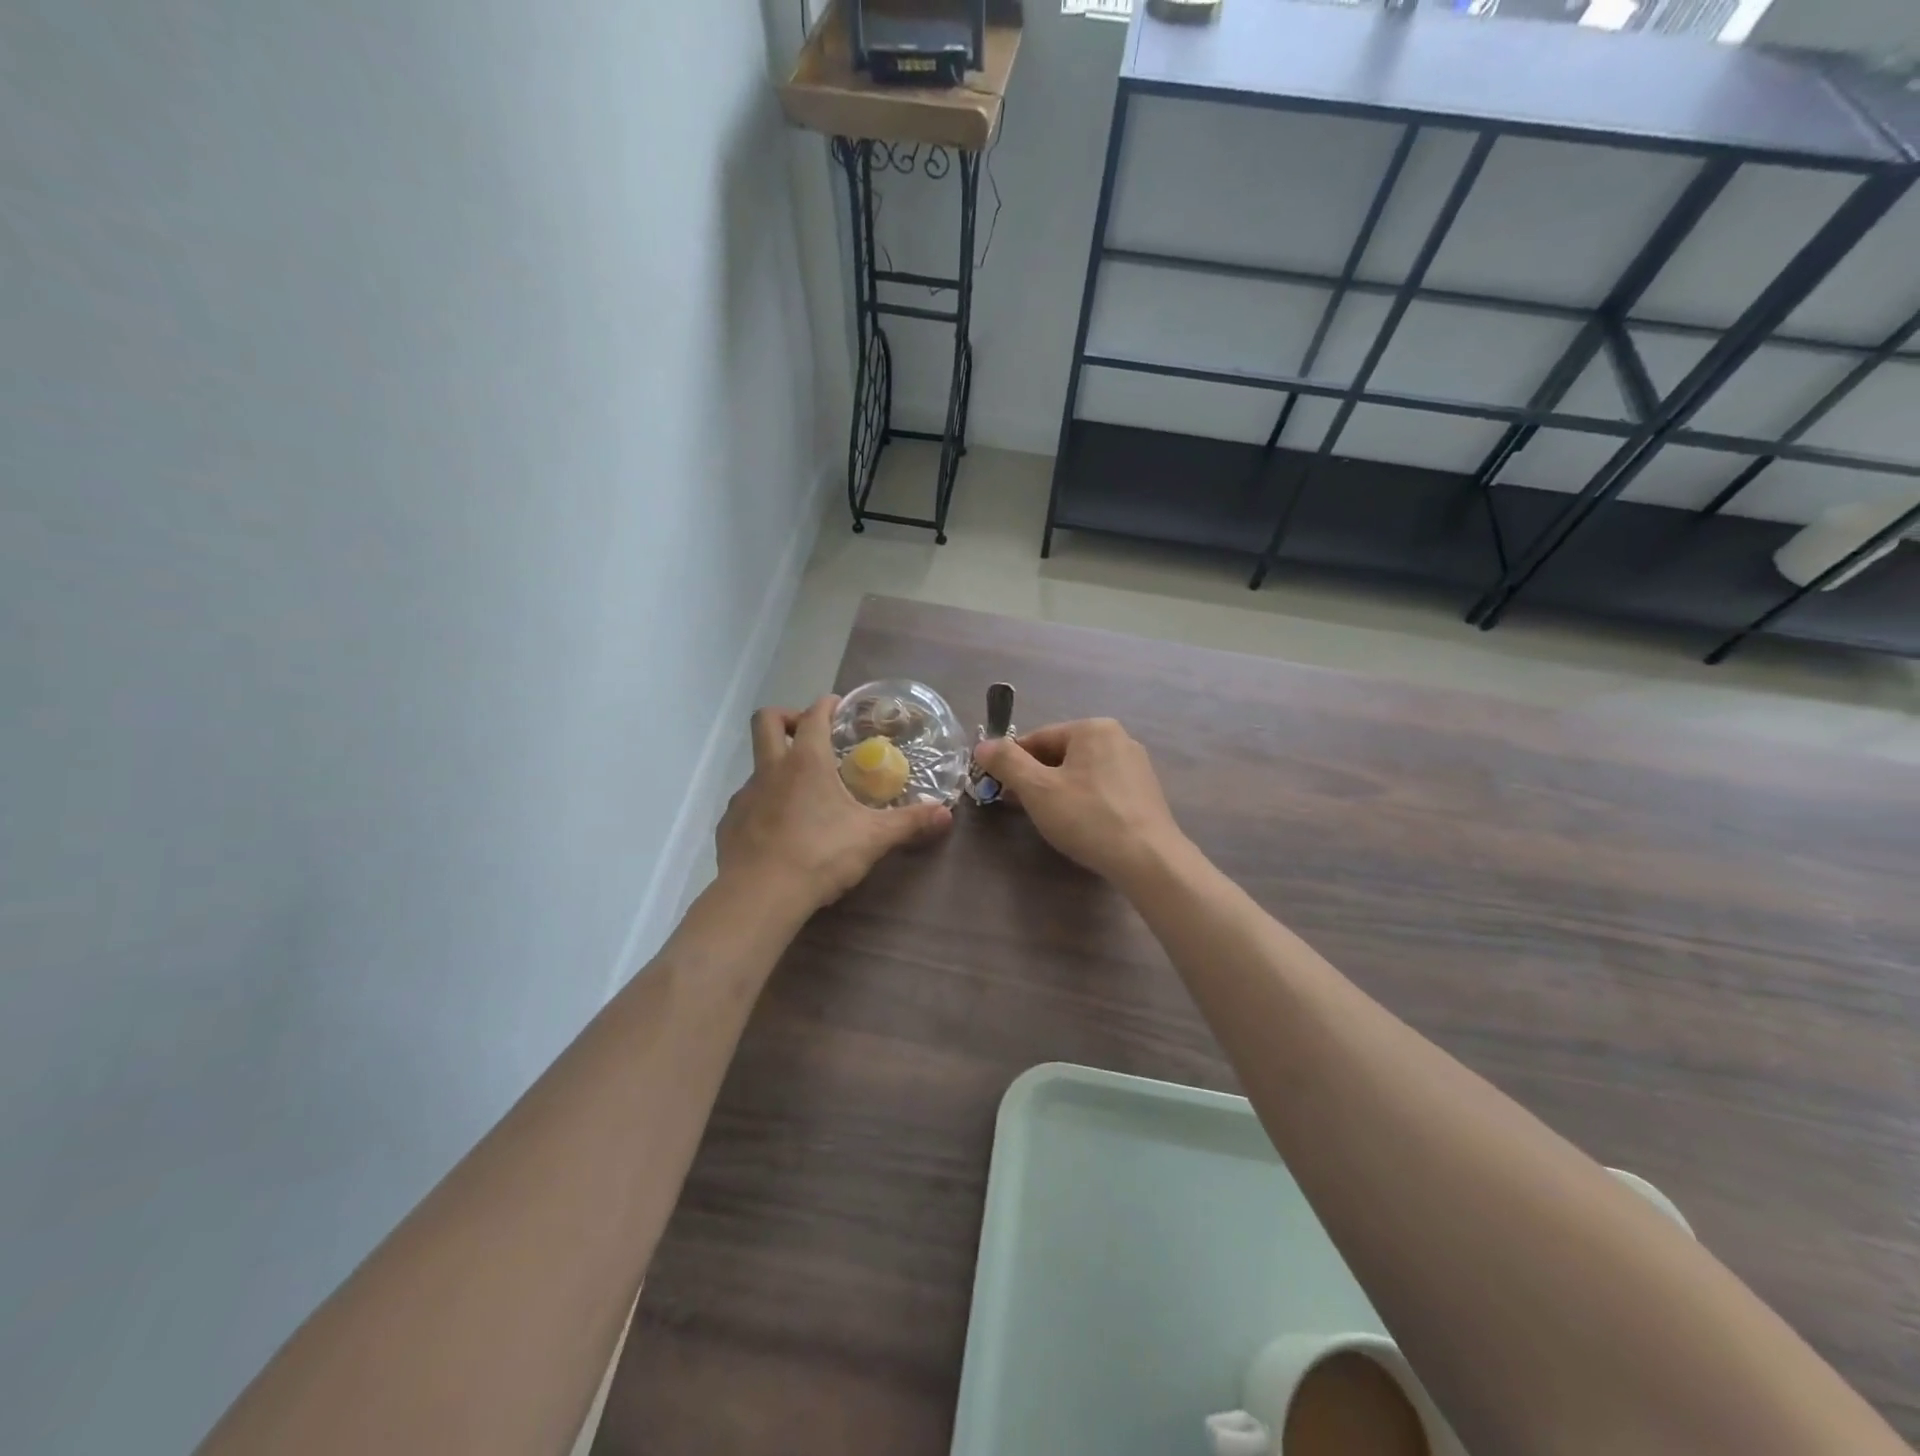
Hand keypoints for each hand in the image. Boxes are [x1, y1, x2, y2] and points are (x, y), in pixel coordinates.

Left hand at [716, 696, 950, 913]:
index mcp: (806, 762)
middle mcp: (771, 769)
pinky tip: (781, 830)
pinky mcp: (730, 823)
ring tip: (803, 795)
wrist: (760, 896)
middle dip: (788, 717)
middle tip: (810, 735)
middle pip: (767, 721)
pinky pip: (748, 801)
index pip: (813, 715)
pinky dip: (764, 804)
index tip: (838, 707)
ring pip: (757, 765)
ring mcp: (745, 795)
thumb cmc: (819, 855)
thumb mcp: (873, 838)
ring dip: (778, 767)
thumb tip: (946, 814)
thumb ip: (909, 822)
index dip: (826, 705)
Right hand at [972, 718, 1187, 886]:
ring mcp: (1135, 765)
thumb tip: (983, 745)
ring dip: (1056, 790)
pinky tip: (1077, 824)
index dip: (1012, 762)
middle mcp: (1118, 738)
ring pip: (1080, 772)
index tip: (998, 787)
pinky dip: (1082, 800)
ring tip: (1045, 818)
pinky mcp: (1144, 792)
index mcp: (1093, 728)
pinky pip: (1101, 788)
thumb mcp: (1037, 789)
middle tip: (1017, 805)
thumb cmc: (1088, 817)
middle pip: (1060, 753)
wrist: (1148, 859)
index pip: (1038, 738)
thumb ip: (1006, 762)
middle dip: (1034, 777)